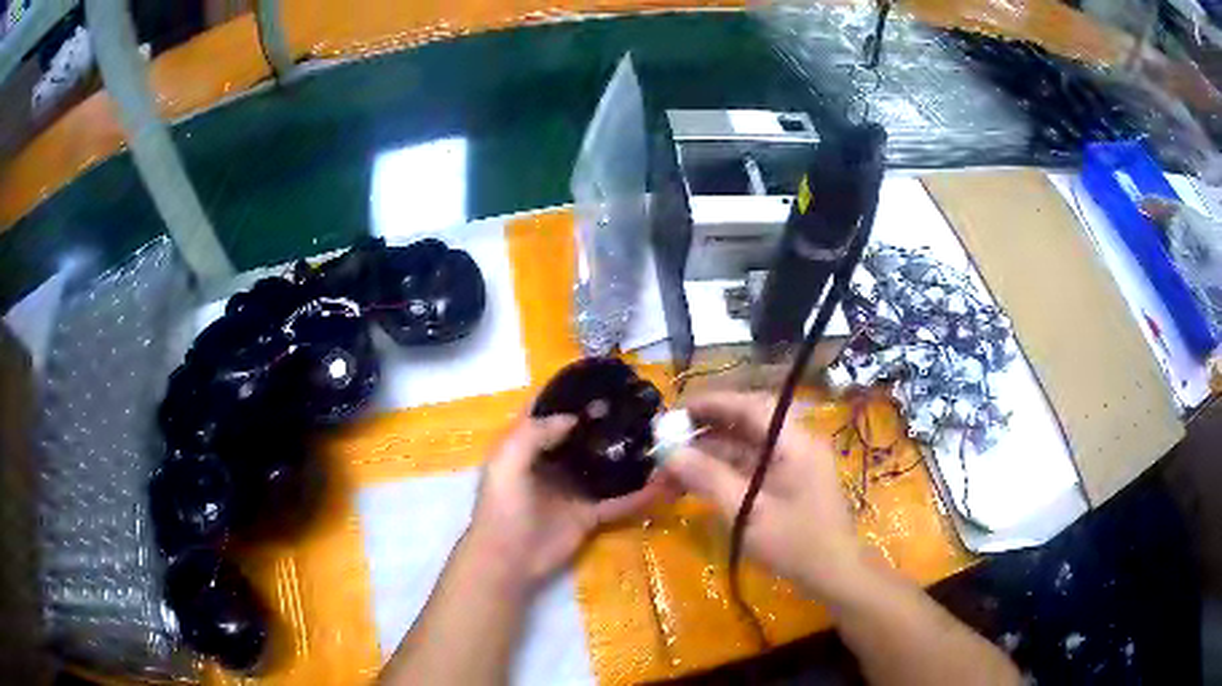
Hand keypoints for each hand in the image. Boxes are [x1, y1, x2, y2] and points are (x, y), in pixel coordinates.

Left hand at [468, 414, 667, 589]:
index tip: (602, 379)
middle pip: (584, 435)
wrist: (508, 560)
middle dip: (608, 420)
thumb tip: (574, 417)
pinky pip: (620, 501)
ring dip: (629, 454)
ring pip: (607, 465)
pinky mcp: (590, 514)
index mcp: (528, 445)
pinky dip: (642, 495)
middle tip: (643, 405)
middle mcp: (554, 462)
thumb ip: (534, 433)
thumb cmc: (502, 507)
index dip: (570, 394)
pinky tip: (668, 484)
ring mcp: (574, 489)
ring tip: (661, 436)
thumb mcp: (507, 462)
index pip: (549, 411)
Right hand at [661, 392, 863, 597]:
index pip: (751, 406)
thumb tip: (670, 453)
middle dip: (705, 433)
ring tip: (671, 471)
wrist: (834, 573)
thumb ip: (709, 478)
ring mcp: (794, 463)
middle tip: (667, 443)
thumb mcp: (747, 512)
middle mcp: (796, 444)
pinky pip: (752, 466)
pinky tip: (697, 484)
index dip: (713, 404)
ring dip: (710, 456)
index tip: (677, 413)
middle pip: (746, 424)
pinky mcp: (790, 482)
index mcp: (794, 442)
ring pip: (745, 448)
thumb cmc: (795, 543)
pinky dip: (724, 472)